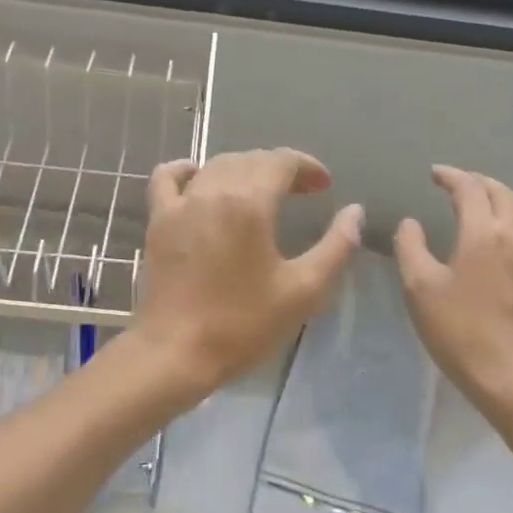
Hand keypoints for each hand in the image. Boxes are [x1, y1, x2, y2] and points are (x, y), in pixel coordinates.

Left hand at [136, 149, 363, 399]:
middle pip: (251, 159)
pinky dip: (185, 170)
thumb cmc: (243, 324)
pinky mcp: (158, 220)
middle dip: (280, 168)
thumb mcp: (303, 291)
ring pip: (216, 166)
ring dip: (244, 169)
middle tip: (302, 192)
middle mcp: (213, 190)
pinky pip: (167, 178)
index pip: (281, 161)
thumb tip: (354, 211)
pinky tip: (198, 176)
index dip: (307, 166)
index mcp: (249, 202)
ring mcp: (180, 203)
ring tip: (262, 191)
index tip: (325, 186)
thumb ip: (336, 247)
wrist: (176, 353)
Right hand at [395, 166, 512, 413]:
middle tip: (452, 182)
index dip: (451, 176)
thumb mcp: (420, 287)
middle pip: (502, 193)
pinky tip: (481, 241)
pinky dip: (498, 222)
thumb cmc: (460, 330)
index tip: (433, 173)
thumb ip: (411, 247)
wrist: (512, 379)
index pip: (470, 189)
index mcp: (484, 234)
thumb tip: (411, 223)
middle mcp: (512, 238)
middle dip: (477, 181)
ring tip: (466, 205)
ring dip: (491, 200)